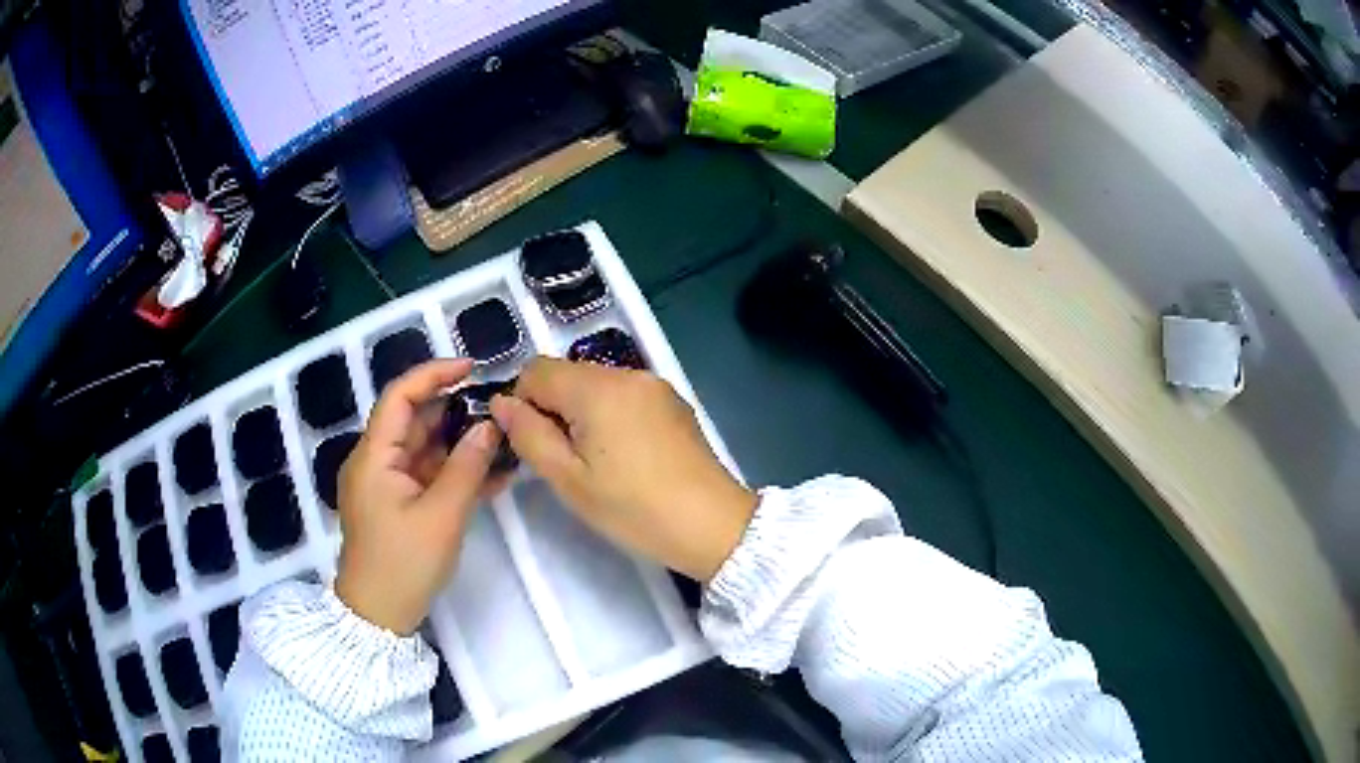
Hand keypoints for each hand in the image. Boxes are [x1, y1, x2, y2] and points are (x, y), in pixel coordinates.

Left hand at [335, 359, 505, 634]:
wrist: (379, 615)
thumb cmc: (404, 564)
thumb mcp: (442, 515)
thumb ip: (467, 467)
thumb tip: (489, 426)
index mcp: (374, 456)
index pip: (399, 397)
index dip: (433, 375)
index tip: (471, 368)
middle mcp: (376, 462)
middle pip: (414, 421)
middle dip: (455, 412)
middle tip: (498, 410)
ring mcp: (387, 484)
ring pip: (425, 449)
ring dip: (460, 444)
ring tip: (503, 441)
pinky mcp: (398, 504)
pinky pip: (428, 476)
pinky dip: (455, 472)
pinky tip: (492, 474)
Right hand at [490, 357, 756, 582]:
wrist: (713, 525)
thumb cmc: (634, 508)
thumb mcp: (568, 480)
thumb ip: (528, 434)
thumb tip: (501, 403)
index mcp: (597, 387)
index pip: (535, 370)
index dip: (521, 403)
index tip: (532, 444)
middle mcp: (627, 373)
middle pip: (567, 375)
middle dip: (552, 409)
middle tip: (563, 460)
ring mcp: (655, 386)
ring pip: (596, 385)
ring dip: (581, 413)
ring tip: (596, 462)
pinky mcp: (674, 402)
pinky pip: (625, 396)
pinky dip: (610, 416)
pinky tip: (625, 456)